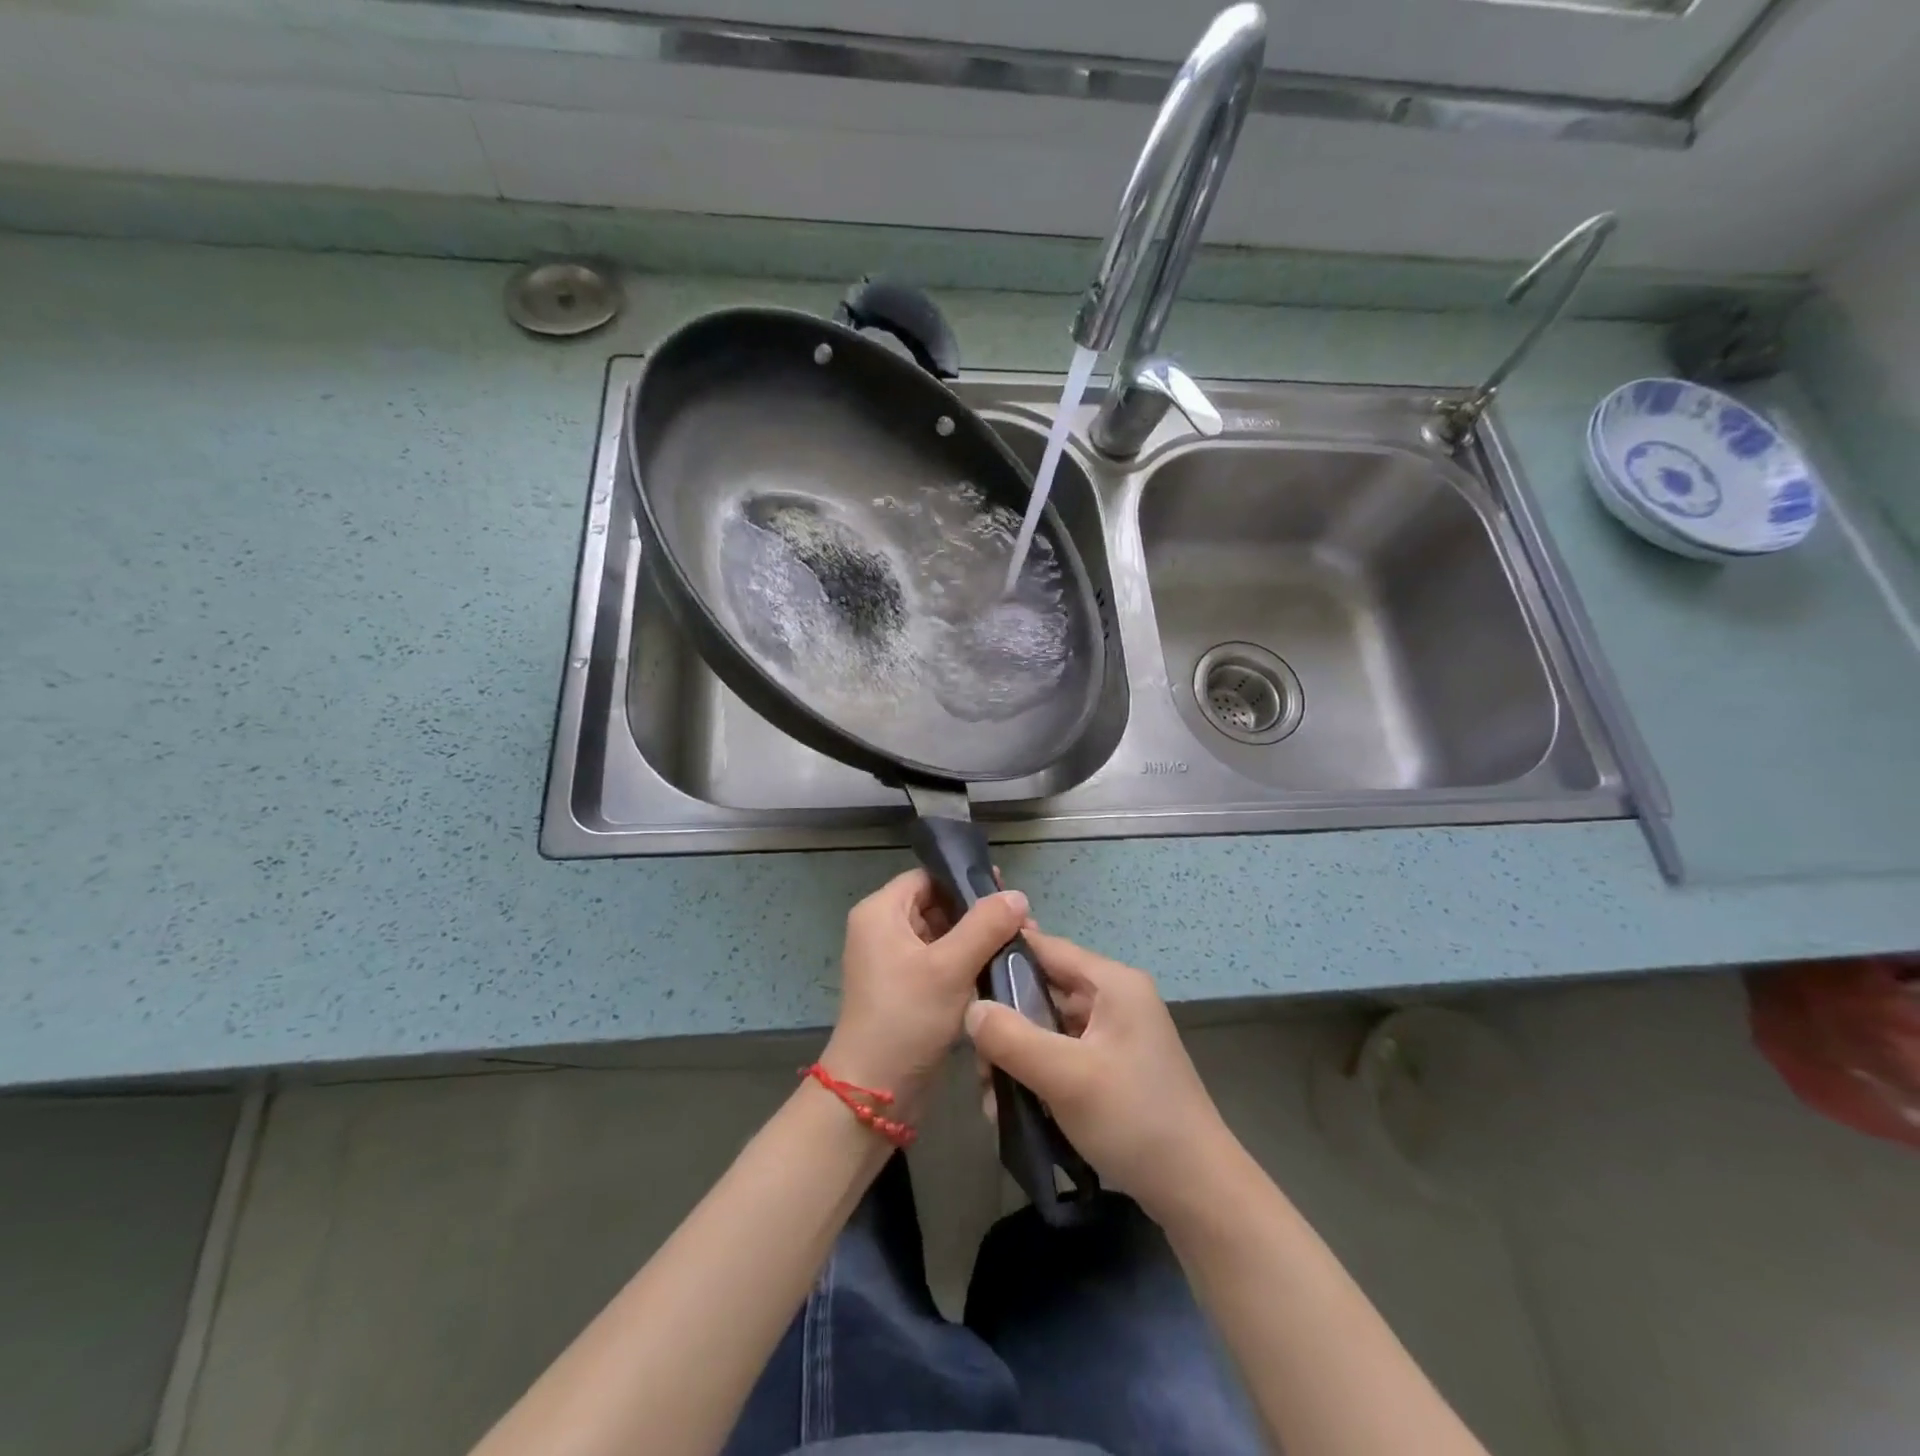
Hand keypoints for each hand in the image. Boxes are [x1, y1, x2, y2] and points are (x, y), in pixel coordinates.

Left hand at [823, 870, 1028, 1106]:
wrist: (874, 1091)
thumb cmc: (906, 1018)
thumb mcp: (950, 967)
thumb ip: (985, 925)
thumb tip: (1018, 895)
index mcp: (880, 912)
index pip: (928, 877)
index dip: (964, 880)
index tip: (1006, 893)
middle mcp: (881, 929)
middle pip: (936, 904)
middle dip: (976, 913)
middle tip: (1020, 923)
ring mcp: (891, 961)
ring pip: (940, 935)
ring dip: (974, 940)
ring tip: (1016, 945)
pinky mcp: (903, 988)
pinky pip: (938, 961)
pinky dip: (964, 963)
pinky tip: (997, 970)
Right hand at [964, 926, 1239, 1218]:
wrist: (1197, 1191)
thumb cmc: (1133, 1119)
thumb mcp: (1065, 1076)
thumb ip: (1011, 1037)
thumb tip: (969, 1008)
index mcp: (1113, 983)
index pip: (1047, 948)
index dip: (1002, 956)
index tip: (961, 979)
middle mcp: (1116, 998)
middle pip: (1045, 990)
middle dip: (1006, 1020)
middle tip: (975, 1058)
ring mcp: (1116, 1034)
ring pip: (1050, 1026)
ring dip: (1018, 1053)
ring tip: (990, 1092)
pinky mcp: (1114, 1066)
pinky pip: (1064, 1053)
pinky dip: (1038, 1072)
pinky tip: (1014, 1105)